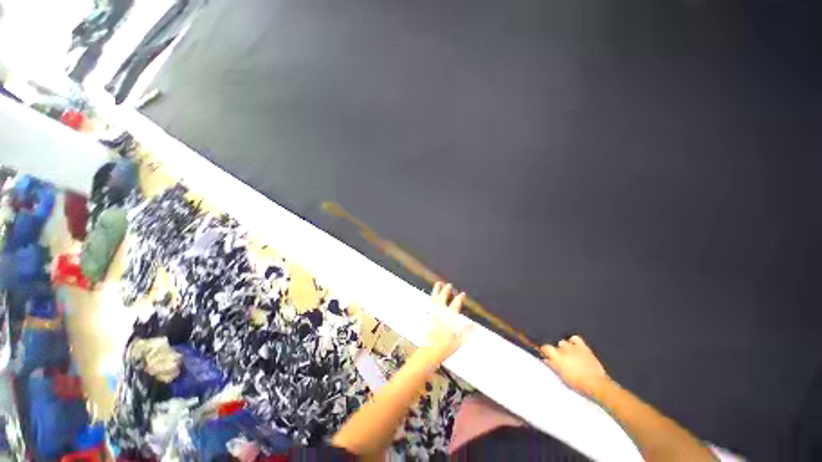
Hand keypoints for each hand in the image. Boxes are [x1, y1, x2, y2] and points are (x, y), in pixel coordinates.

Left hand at [420, 282, 471, 364]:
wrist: (427, 354)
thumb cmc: (443, 349)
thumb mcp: (457, 342)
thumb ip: (465, 332)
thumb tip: (474, 326)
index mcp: (448, 319)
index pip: (455, 306)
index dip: (459, 299)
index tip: (462, 293)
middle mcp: (439, 315)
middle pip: (442, 299)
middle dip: (446, 291)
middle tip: (448, 284)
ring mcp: (432, 315)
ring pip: (434, 300)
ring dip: (437, 291)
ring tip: (438, 284)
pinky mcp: (427, 318)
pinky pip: (430, 305)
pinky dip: (432, 299)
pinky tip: (432, 297)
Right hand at [541, 335, 610, 396]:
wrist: (597, 384)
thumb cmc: (578, 384)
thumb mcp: (562, 377)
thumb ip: (552, 366)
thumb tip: (546, 360)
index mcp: (557, 358)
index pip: (545, 347)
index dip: (544, 350)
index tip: (545, 353)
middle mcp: (564, 351)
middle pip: (555, 345)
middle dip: (556, 349)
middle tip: (558, 356)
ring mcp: (574, 348)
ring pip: (563, 342)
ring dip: (564, 346)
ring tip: (567, 352)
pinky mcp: (583, 347)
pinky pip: (575, 338)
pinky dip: (573, 341)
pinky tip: (574, 345)